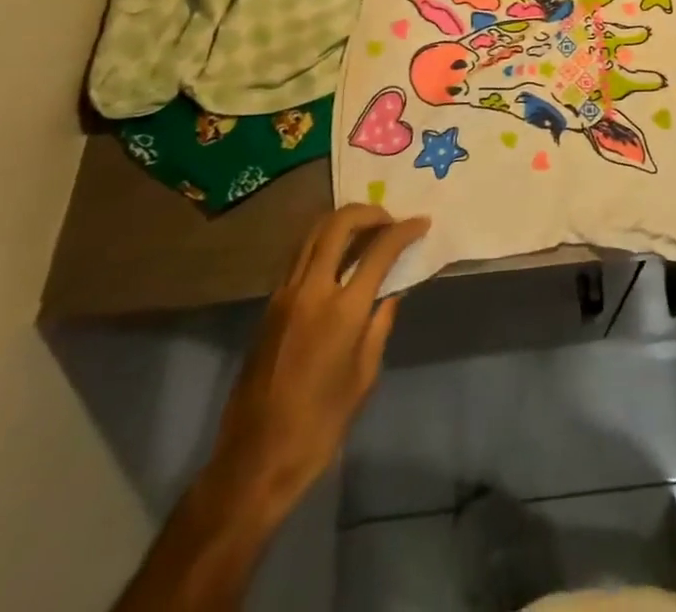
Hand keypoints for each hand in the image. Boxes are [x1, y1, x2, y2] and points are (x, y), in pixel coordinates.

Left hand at [207, 204, 429, 515]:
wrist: (254, 462)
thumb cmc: (319, 426)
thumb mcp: (363, 377)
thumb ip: (379, 325)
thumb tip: (390, 293)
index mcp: (342, 311)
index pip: (379, 250)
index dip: (404, 231)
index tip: (422, 223)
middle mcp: (310, 291)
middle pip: (338, 224)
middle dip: (369, 212)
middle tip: (390, 220)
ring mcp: (284, 295)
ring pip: (313, 234)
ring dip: (342, 222)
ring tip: (366, 231)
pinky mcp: (269, 307)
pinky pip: (299, 257)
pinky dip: (323, 244)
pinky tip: (339, 259)